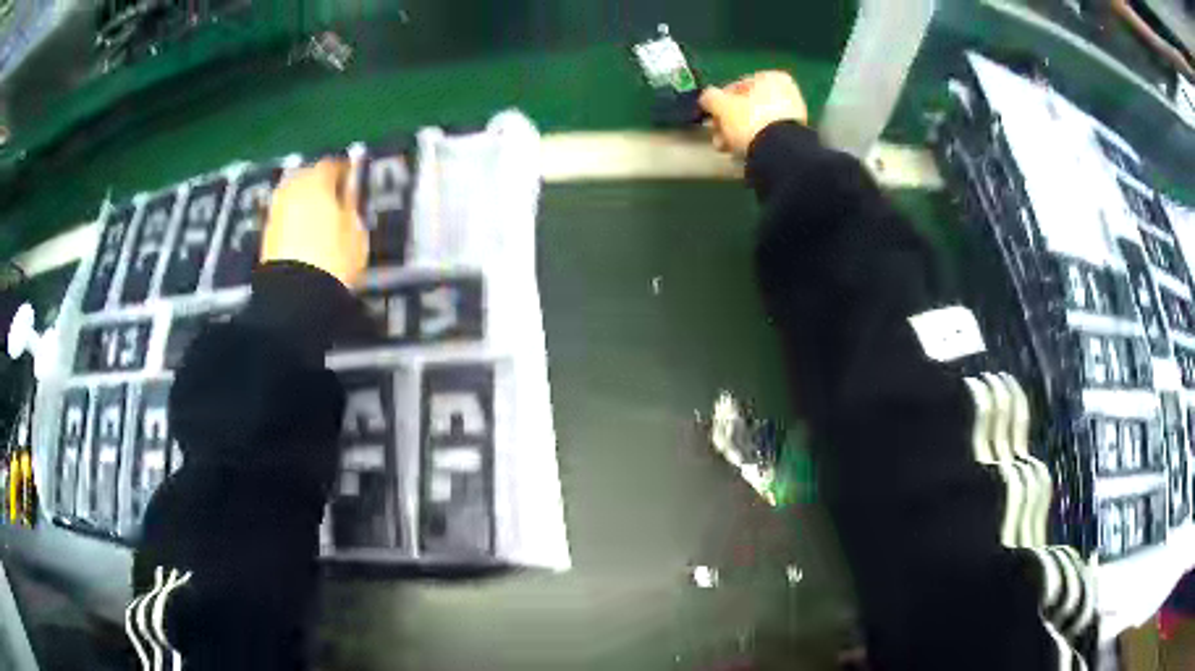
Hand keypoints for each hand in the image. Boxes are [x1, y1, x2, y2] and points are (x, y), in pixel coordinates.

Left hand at [261, 159, 367, 288]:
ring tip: (317, 214)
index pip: (331, 164)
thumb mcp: (356, 232)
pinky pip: (283, 216)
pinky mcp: (266, 234)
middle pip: (306, 175)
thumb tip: (349, 195)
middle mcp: (292, 190)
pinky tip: (303, 232)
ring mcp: (276, 211)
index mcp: (317, 182)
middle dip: (318, 182)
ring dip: (303, 200)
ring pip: (291, 195)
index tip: (351, 178)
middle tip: (333, 194)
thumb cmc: (333, 259)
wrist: (295, 295)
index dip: (343, 170)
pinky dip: (293, 218)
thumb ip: (351, 207)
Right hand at [699, 71, 808, 156]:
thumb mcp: (721, 105)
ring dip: (736, 133)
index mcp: (773, 78)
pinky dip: (752, 141)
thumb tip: (707, 98)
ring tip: (725, 145)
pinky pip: (765, 135)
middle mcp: (787, 94)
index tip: (711, 112)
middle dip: (728, 120)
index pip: (738, 85)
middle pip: (747, 106)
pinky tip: (740, 150)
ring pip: (754, 122)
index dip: (720, 100)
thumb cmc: (750, 121)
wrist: (778, 153)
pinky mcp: (793, 138)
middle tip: (717, 132)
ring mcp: (793, 117)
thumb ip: (710, 97)